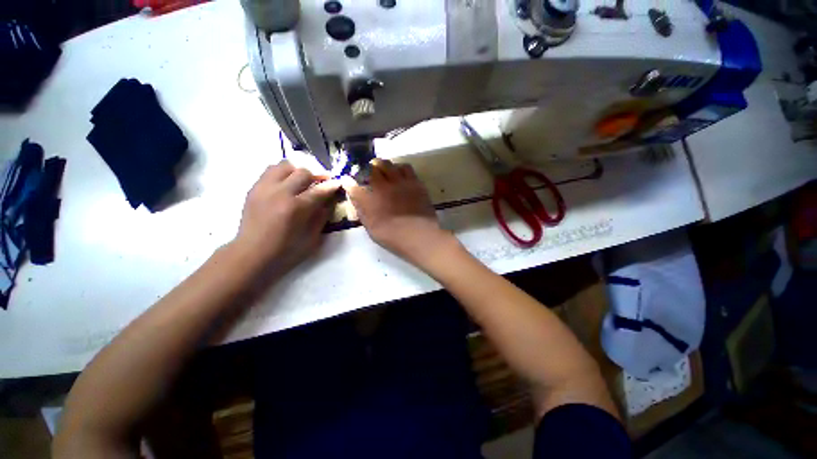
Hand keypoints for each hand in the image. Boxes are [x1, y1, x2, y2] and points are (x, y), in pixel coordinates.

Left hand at [231, 161, 339, 274]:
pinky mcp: (254, 189)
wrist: (251, 255)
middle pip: (303, 172)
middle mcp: (280, 193)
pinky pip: (271, 171)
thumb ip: (322, 216)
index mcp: (296, 208)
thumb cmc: (286, 251)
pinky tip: (287, 185)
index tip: (338, 183)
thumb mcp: (312, 238)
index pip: (319, 190)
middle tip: (322, 183)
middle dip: (316, 176)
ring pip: (285, 165)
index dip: (331, 185)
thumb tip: (330, 201)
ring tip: (303, 181)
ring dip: (298, 171)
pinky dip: (283, 174)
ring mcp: (264, 188)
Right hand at [343, 159, 457, 267]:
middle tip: (369, 173)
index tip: (347, 180)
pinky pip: (406, 168)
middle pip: (372, 168)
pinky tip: (401, 174)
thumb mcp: (372, 228)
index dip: (349, 182)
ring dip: (384, 166)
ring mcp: (400, 182)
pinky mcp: (415, 183)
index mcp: (370, 200)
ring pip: (389, 164)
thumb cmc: (393, 236)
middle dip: (368, 169)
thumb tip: (356, 198)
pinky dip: (400, 168)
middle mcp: (383, 186)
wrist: (418, 235)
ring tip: (385, 171)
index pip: (354, 186)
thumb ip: (362, 211)